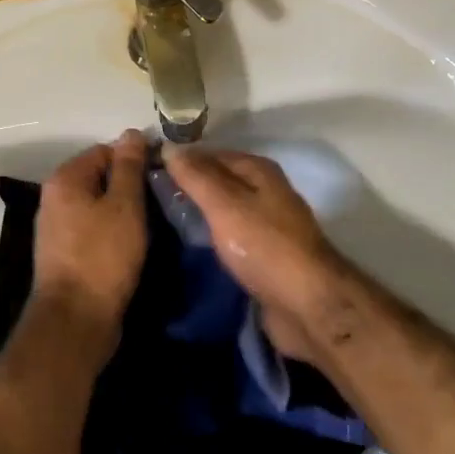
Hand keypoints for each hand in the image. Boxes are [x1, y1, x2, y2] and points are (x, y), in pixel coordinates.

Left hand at [31, 130, 148, 356]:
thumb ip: (129, 166)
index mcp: (65, 178)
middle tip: (158, 200)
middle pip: (99, 177)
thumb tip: (131, 132)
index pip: (105, 150)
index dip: (135, 159)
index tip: (160, 177)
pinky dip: (111, 231)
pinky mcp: (64, 253)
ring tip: (150, 223)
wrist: (75, 322)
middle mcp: (54, 197)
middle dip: (129, 186)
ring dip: (122, 211)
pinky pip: (92, 228)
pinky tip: (131, 244)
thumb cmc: (102, 256)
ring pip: (97, 204)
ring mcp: (56, 227)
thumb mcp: (125, 205)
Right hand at [162, 145, 350, 363]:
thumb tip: (169, 147)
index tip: (146, 170)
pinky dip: (211, 239)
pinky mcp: (265, 256)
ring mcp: (267, 225)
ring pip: (223, 211)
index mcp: (258, 170)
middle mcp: (265, 191)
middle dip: (187, 188)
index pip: (210, 154)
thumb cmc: (264, 246)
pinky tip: (187, 247)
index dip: (180, 160)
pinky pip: (230, 238)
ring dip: (198, 215)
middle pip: (218, 182)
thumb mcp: (225, 204)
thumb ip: (196, 176)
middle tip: (148, 199)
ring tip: (160, 221)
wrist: (307, 306)